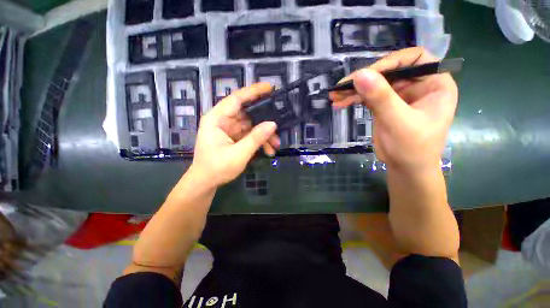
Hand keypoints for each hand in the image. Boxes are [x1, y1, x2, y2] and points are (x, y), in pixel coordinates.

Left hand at [191, 83, 279, 185]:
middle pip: (247, 113)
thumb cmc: (217, 168)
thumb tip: (273, 124)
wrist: (206, 182)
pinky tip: (268, 150)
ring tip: (276, 145)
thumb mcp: (238, 154)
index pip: (236, 99)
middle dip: (264, 121)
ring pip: (251, 125)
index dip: (253, 91)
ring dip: (264, 135)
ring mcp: (230, 129)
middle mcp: (223, 120)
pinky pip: (250, 134)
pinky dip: (260, 141)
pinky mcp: (234, 137)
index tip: (270, 87)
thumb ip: (255, 138)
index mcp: (217, 119)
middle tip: (279, 124)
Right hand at [331, 47, 457, 171]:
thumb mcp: (398, 122)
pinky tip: (340, 103)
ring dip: (354, 90)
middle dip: (364, 79)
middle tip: (341, 87)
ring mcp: (399, 95)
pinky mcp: (384, 105)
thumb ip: (381, 98)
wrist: (405, 168)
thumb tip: (360, 75)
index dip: (390, 62)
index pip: (414, 58)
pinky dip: (353, 99)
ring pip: (374, 84)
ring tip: (335, 96)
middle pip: (389, 71)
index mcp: (434, 83)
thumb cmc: (412, 148)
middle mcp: (417, 85)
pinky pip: (367, 96)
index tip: (366, 75)